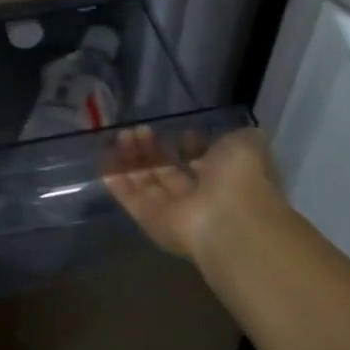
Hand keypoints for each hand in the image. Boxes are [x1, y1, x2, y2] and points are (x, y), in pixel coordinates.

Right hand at [104, 124, 288, 264]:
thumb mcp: (246, 144)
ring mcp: (171, 210)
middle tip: (140, 128)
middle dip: (152, 148)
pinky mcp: (148, 219)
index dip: (188, 145)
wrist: (229, 221)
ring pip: (145, 181)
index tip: (178, 130)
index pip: (200, 161)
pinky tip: (104, 155)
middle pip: (167, 170)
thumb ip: (233, 135)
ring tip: (124, 134)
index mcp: (223, 179)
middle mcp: (197, 196)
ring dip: (132, 157)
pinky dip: (115, 177)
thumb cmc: (241, 179)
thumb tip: (216, 134)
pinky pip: (128, 196)